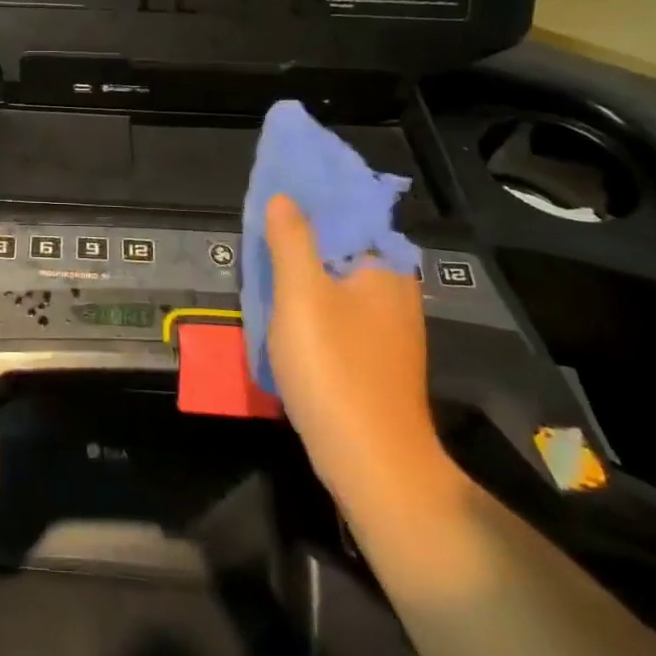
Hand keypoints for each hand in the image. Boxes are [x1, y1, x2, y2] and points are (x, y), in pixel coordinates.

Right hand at [264, 195, 454, 514]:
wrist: (372, 461)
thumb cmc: (334, 367)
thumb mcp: (300, 295)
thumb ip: (291, 240)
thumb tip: (284, 197)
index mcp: (384, 268)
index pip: (348, 215)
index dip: (312, 202)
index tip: (276, 193)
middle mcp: (395, 291)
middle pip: (344, 249)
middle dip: (305, 238)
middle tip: (261, 231)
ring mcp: (391, 330)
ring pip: (341, 284)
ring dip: (306, 274)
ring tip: (266, 268)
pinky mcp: (379, 360)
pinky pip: (342, 314)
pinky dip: (315, 305)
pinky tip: (288, 314)